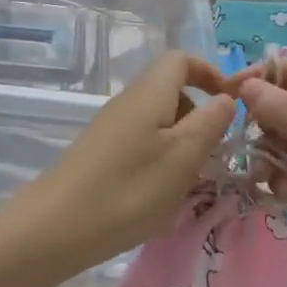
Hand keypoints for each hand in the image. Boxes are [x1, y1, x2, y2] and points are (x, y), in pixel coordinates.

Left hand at [9, 53, 237, 277]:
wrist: (55, 227)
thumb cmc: (128, 189)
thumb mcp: (182, 158)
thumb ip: (210, 123)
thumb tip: (227, 97)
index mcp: (149, 92)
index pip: (181, 59)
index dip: (209, 73)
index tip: (231, 104)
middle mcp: (128, 101)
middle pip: (171, 89)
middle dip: (199, 114)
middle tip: (214, 152)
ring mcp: (111, 126)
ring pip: (157, 119)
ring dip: (181, 140)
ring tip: (190, 178)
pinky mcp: (100, 151)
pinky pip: (141, 140)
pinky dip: (160, 156)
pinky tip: (160, 191)